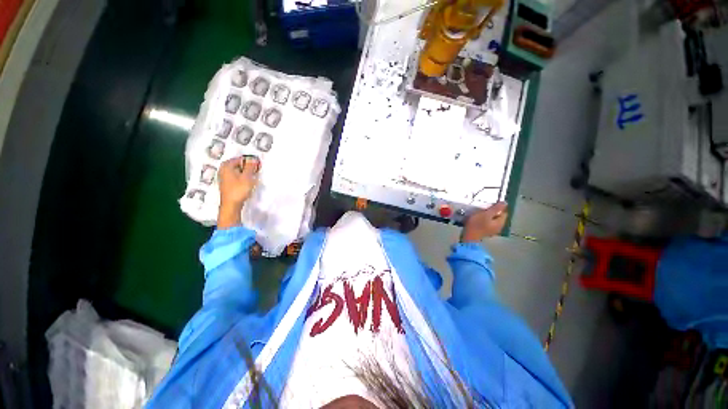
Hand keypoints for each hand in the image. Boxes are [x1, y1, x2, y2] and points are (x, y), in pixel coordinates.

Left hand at [217, 155, 259, 228]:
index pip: (240, 158)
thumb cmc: (238, 190)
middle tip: (256, 170)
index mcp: (226, 165)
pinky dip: (242, 177)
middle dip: (247, 166)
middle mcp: (223, 169)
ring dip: (246, 172)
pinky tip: (247, 182)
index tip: (257, 165)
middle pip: (238, 164)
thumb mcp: (247, 177)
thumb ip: (251, 167)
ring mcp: (224, 177)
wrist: (231, 205)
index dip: (250, 161)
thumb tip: (253, 158)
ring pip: (238, 171)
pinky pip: (236, 176)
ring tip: (253, 176)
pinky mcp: (227, 184)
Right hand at [461, 202, 507, 242]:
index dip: (498, 207)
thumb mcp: (486, 214)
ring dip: (487, 216)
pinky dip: (483, 220)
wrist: (468, 236)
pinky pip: (487, 223)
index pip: (504, 212)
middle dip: (492, 212)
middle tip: (483, 208)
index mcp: (500, 223)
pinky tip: (477, 219)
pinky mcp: (485, 232)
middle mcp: (498, 227)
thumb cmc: (477, 224)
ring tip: (479, 213)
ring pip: (492, 220)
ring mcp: (492, 231)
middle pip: (498, 216)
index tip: (489, 205)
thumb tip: (505, 203)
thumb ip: (496, 208)